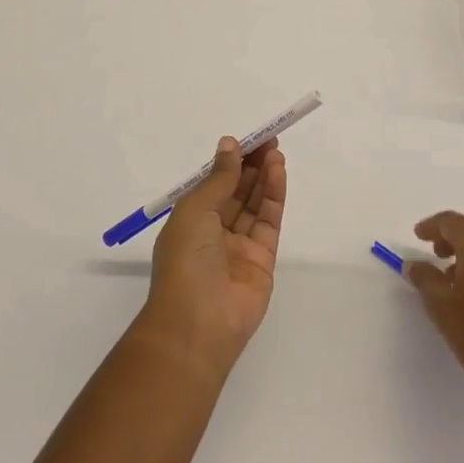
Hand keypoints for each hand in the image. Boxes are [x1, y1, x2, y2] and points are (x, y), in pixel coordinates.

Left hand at [133, 137, 285, 379]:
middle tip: (268, 140)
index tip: (248, 139)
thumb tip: (229, 145)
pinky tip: (278, 173)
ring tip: (276, 152)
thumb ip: (218, 178)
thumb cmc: (185, 260)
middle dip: (251, 165)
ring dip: (264, 176)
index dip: (230, 161)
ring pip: (255, 204)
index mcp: (190, 220)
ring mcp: (239, 246)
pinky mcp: (263, 260)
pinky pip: (269, 221)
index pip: (214, 184)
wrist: (198, 323)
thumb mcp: (195, 210)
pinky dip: (274, 196)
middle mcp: (214, 231)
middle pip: (237, 191)